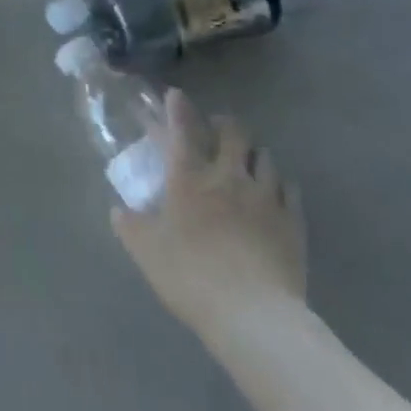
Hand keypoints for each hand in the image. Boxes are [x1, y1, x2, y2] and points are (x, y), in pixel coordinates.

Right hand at [112, 90, 305, 336]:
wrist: (253, 315)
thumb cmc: (191, 276)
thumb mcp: (146, 252)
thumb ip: (130, 226)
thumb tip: (118, 210)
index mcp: (190, 178)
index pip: (182, 129)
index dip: (178, 108)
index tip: (175, 95)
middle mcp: (229, 176)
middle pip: (234, 132)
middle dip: (224, 123)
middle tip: (216, 128)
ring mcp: (265, 196)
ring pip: (265, 156)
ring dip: (253, 152)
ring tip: (246, 159)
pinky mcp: (292, 220)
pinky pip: (289, 188)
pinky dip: (279, 183)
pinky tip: (273, 191)